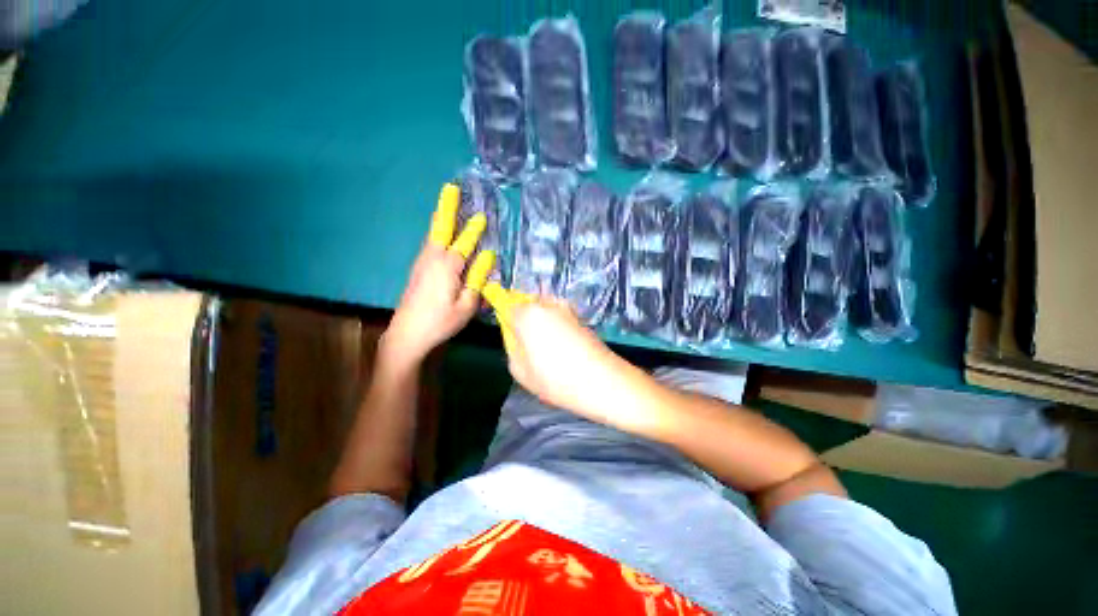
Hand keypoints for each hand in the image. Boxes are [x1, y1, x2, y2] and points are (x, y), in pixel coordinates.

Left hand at [384, 184, 494, 366]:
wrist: (407, 333)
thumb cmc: (441, 321)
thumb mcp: (467, 304)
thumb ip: (478, 279)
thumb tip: (488, 255)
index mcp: (447, 267)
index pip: (464, 242)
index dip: (474, 229)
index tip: (481, 215)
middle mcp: (432, 259)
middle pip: (441, 228)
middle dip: (447, 208)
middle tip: (450, 188)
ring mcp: (421, 263)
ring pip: (433, 235)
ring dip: (441, 218)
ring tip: (446, 205)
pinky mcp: (417, 270)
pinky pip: (429, 245)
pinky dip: (436, 233)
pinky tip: (440, 235)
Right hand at [482, 289, 630, 419]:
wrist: (603, 381)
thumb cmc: (556, 379)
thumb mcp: (520, 371)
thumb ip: (512, 349)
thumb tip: (517, 338)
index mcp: (527, 314)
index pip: (507, 305)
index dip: (506, 319)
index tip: (510, 335)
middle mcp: (546, 304)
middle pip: (527, 304)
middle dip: (524, 319)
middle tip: (528, 345)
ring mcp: (565, 308)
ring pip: (544, 309)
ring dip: (541, 322)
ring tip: (548, 348)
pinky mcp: (579, 316)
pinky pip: (559, 316)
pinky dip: (556, 326)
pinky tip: (563, 348)